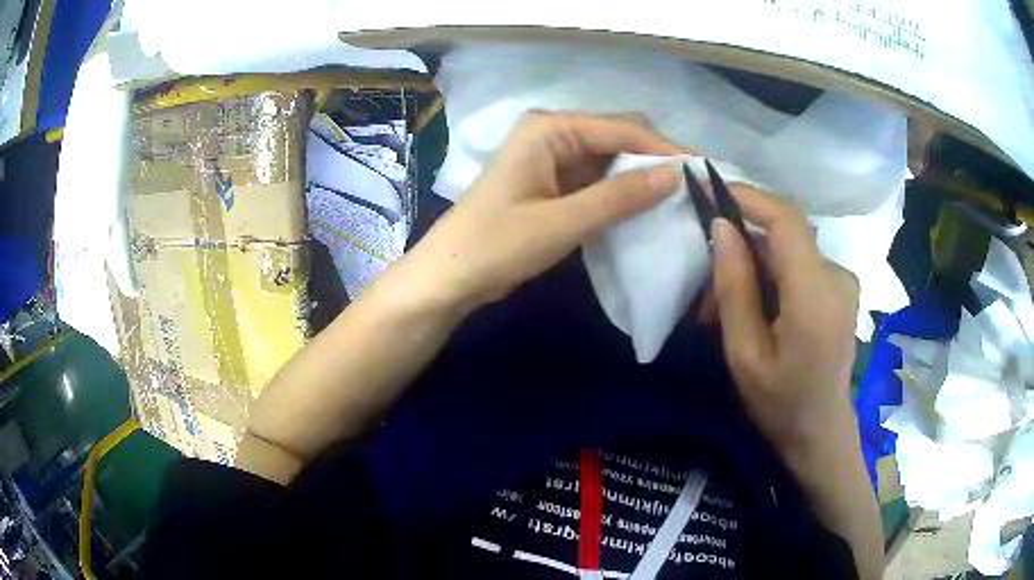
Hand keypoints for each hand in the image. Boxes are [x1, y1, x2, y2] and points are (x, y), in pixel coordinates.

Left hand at [395, 111, 682, 311]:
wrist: (449, 277)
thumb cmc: (497, 245)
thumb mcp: (563, 221)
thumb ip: (620, 196)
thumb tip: (676, 175)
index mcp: (549, 128)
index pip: (621, 129)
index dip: (663, 148)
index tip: (703, 170)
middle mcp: (551, 132)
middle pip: (616, 137)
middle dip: (653, 160)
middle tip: (693, 187)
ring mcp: (550, 157)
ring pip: (609, 159)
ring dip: (639, 177)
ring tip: (678, 198)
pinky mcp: (551, 182)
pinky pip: (595, 179)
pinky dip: (619, 192)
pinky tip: (645, 207)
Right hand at [710, 187, 859, 464]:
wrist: (821, 433)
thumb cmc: (780, 404)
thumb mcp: (744, 354)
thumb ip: (734, 287)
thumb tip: (721, 227)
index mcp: (815, 295)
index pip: (786, 220)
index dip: (750, 197)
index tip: (712, 191)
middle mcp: (837, 277)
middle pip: (785, 236)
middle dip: (742, 248)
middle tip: (706, 290)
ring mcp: (843, 282)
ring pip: (790, 252)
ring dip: (755, 268)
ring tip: (724, 309)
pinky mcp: (842, 289)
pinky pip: (801, 266)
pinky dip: (774, 278)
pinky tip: (757, 311)